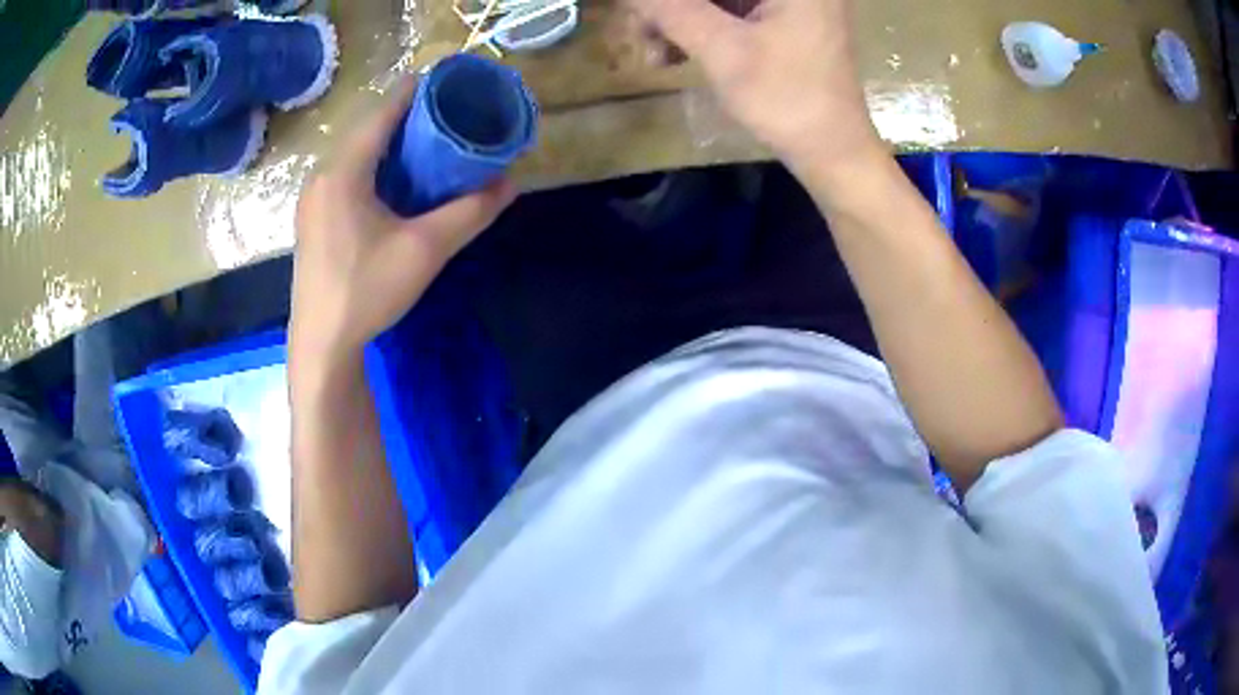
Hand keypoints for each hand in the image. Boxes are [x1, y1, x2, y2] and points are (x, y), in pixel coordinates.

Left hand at [290, 76, 515, 363]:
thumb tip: (510, 184)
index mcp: (343, 172)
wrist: (322, 344)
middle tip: (449, 117)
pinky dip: (375, 167)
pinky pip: (347, 176)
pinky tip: (397, 183)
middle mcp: (322, 176)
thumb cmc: (366, 292)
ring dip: (391, 144)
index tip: (449, 84)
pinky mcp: (314, 219)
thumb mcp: (425, 250)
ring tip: (430, 144)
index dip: (416, 92)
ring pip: (356, 154)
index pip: (382, 113)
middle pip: (368, 130)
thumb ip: (470, 212)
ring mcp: (313, 199)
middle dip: (408, 118)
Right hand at [629, 0, 882, 174]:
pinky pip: (729, 13)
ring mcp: (790, 4)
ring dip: (679, 19)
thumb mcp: (723, 50)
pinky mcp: (783, 21)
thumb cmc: (787, 100)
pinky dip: (699, 28)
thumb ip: (671, 10)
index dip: (672, 0)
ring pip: (717, 0)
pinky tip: (674, 54)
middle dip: (673, 7)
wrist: (832, 152)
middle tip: (640, 32)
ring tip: (654, 53)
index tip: (641, 11)